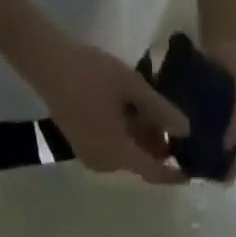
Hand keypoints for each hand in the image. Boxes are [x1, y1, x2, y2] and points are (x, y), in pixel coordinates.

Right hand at [27, 35, 190, 183]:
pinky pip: (111, 150)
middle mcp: (107, 165)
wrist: (46, 62)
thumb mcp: (131, 86)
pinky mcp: (82, 148)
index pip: (153, 172)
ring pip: (125, 156)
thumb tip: (186, 130)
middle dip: (155, 150)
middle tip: (168, 125)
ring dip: (140, 142)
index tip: (189, 174)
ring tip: (149, 114)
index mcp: (119, 154)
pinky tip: (128, 114)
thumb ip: (161, 110)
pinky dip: (124, 139)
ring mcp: (92, 159)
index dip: (172, 174)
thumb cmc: (90, 72)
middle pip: (139, 163)